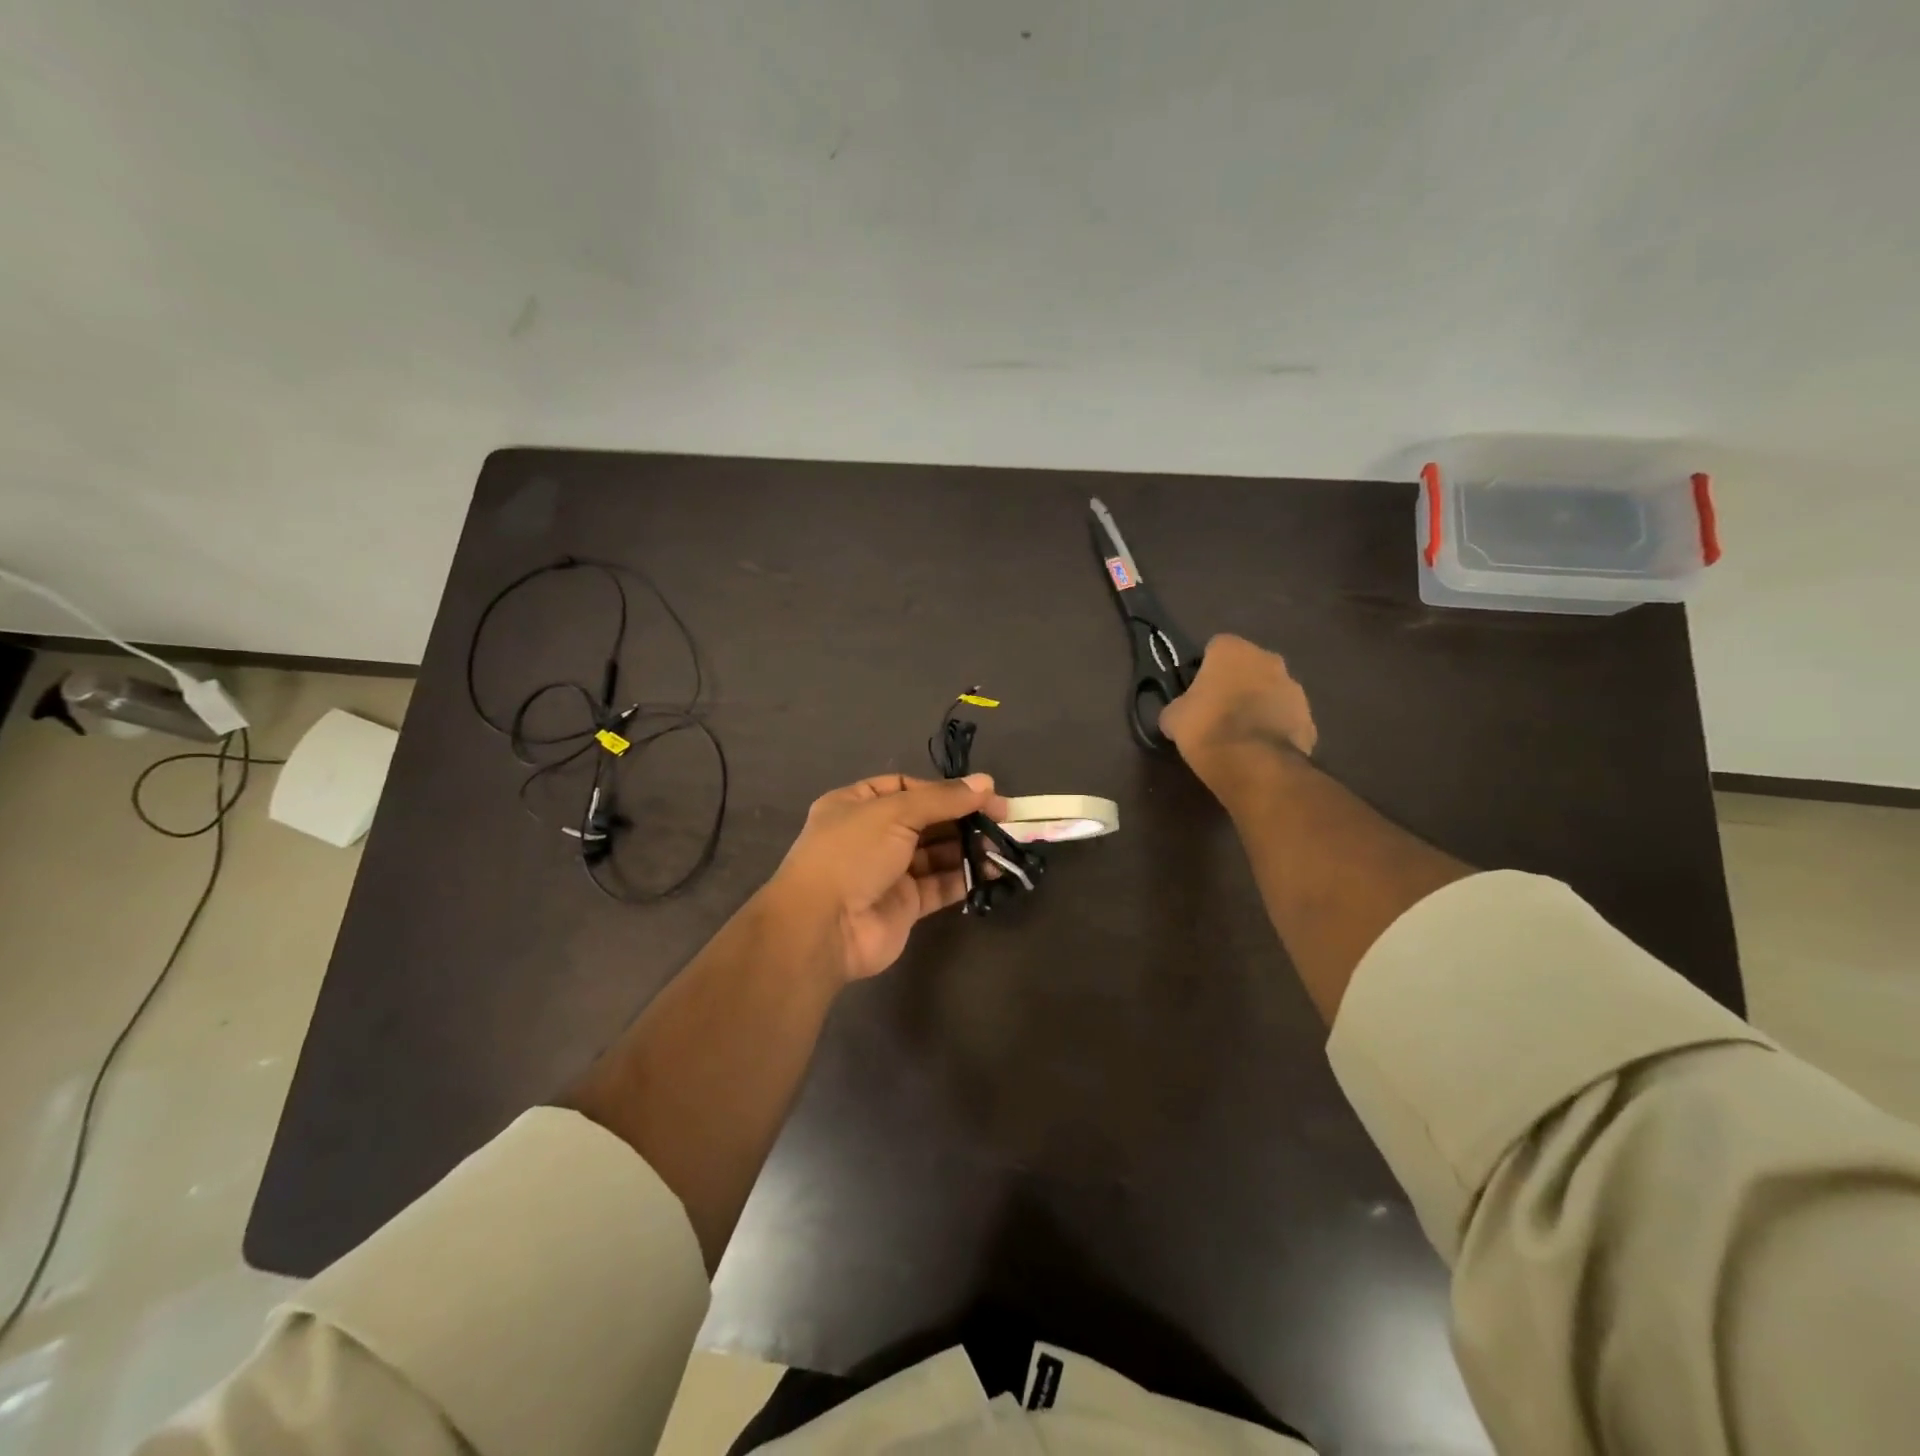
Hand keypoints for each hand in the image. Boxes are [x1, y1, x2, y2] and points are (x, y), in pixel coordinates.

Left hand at [763, 773, 1009, 983]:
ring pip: (936, 854)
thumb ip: (943, 799)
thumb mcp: (895, 813)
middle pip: (926, 820)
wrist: (823, 927)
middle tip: (1003, 820)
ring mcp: (888, 872)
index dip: (944, 789)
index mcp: (857, 804)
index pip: (907, 787)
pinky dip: (965, 877)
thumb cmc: (852, 854)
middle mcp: (872, 835)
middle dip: (963, 819)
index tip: (981, 794)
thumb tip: (986, 783)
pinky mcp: (905, 905)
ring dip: (968, 848)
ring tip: (1002, 845)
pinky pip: (940, 885)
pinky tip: (992, 870)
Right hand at [1161, 634, 1316, 785]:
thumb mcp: (1173, 717)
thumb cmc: (1207, 728)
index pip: (1216, 647)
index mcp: (1233, 650)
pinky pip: (1286, 718)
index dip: (1205, 667)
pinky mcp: (1309, 718)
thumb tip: (1179, 713)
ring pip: (1271, 691)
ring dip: (1259, 704)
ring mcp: (1294, 688)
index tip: (1197, 689)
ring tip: (1242, 733)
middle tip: (1219, 709)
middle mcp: (1268, 659)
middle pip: (1249, 666)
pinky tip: (1259, 749)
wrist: (1254, 764)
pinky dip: (1275, 728)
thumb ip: (1178, 706)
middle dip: (1237, 683)